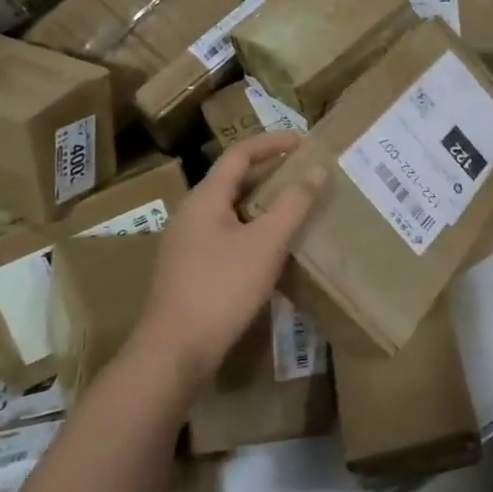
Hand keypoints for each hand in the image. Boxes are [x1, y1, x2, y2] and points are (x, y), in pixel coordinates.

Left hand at [133, 131, 327, 386]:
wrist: (174, 350)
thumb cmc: (221, 289)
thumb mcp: (266, 244)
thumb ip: (293, 205)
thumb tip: (317, 169)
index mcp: (205, 198)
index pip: (239, 154)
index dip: (272, 143)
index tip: (305, 141)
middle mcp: (191, 213)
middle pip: (233, 180)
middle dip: (270, 172)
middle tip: (306, 172)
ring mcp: (187, 242)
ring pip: (230, 209)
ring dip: (263, 202)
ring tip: (295, 205)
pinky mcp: (190, 268)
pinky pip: (226, 233)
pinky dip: (253, 227)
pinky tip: (272, 246)